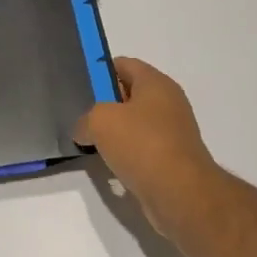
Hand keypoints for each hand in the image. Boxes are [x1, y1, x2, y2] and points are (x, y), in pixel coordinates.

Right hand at [75, 58, 224, 242]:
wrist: (179, 192)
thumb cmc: (141, 144)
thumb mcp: (99, 121)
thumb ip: (85, 120)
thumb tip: (84, 131)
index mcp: (156, 84)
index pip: (124, 64)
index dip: (99, 71)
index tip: (78, 86)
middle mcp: (168, 104)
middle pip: (128, 95)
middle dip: (103, 104)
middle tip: (78, 115)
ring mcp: (171, 133)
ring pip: (133, 125)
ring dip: (112, 133)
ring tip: (88, 142)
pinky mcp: (170, 159)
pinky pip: (140, 150)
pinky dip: (124, 155)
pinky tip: (107, 166)